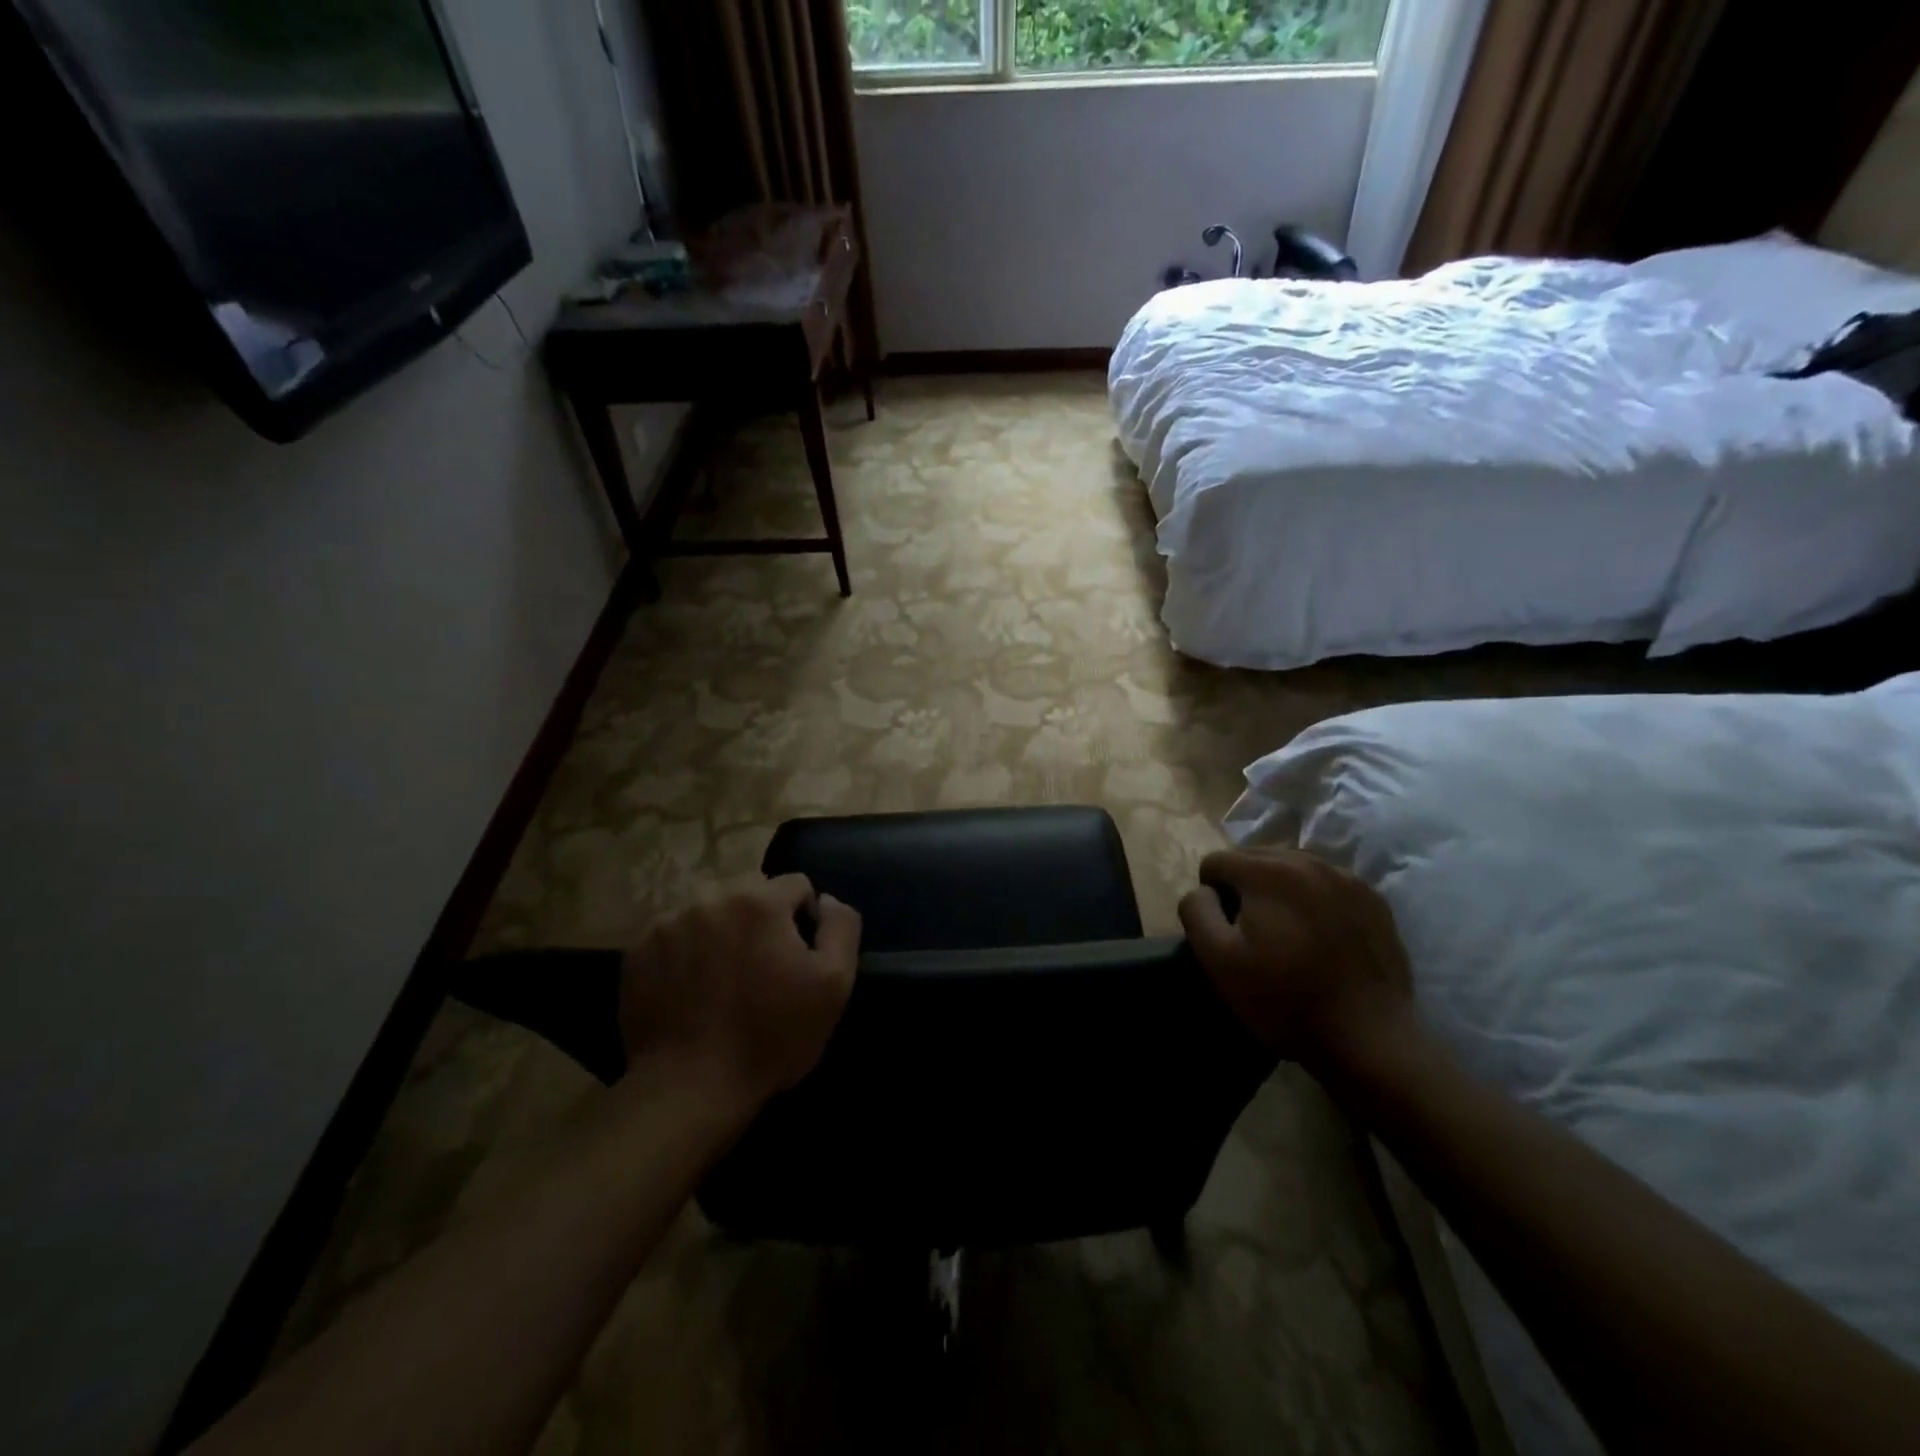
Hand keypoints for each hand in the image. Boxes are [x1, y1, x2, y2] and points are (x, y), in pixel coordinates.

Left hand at [618, 874, 860, 1109]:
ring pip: (710, 910)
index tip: (798, 958)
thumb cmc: (771, 1037)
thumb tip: (826, 900)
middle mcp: (711, 898)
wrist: (689, 1088)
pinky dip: (688, 950)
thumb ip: (841, 927)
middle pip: (749, 892)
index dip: (804, 919)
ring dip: (723, 930)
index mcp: (759, 901)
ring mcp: (668, 922)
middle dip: (761, 919)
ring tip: (723, 977)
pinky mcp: (639, 950)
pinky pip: (676, 934)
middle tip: (761, 968)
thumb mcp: (833, 984)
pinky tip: (691, 988)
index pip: (796, 884)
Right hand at [1178, 847, 1414, 1074]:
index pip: (1216, 862)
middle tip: (1254, 934)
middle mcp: (1308, 861)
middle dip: (1245, 888)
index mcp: (1267, 870)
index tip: (1226, 932)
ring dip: (1280, 892)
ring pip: (1292, 869)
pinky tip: (1322, 940)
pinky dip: (1315, 902)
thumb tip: (1203, 891)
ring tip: (1288, 935)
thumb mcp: (1217, 959)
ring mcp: (1347, 879)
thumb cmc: (1284, 999)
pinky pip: (1327, 886)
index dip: (1211, 896)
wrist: (1369, 1039)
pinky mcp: (1374, 901)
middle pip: (1255, 858)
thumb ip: (1196, 911)